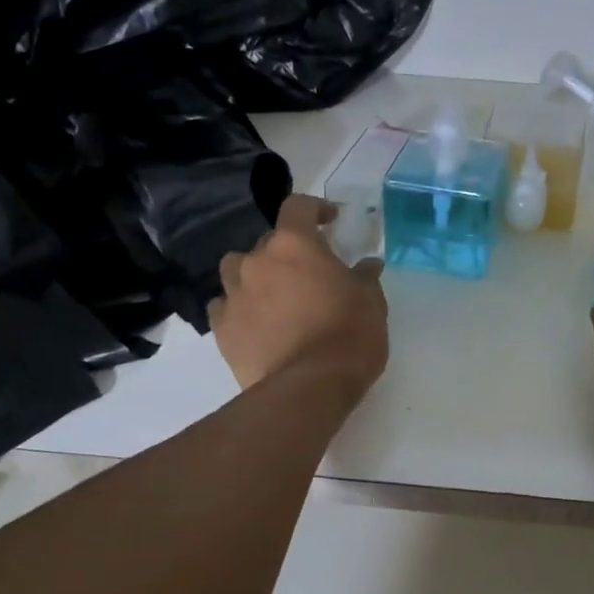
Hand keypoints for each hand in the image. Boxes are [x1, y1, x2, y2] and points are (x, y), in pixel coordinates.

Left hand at [211, 194, 388, 395]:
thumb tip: (367, 264)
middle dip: (287, 252)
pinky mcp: (221, 329)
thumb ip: (365, 277)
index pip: (296, 207)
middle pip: (267, 242)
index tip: (328, 221)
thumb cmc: (349, 335)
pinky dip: (238, 309)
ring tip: (272, 296)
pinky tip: (254, 324)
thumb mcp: (371, 302)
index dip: (313, 209)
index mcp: (294, 245)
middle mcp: (256, 261)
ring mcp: (233, 295)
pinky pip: (224, 307)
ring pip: (236, 270)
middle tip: (308, 274)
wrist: (309, 387)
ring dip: (253, 276)